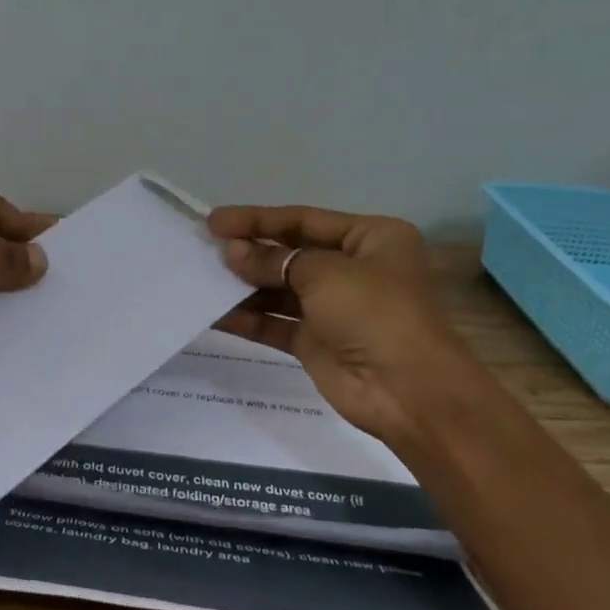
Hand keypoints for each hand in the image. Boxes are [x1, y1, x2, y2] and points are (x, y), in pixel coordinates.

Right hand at [209, 205, 476, 442]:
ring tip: (202, 279)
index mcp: (371, 239)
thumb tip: (232, 252)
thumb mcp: (324, 274)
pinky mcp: (315, 342)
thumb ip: (273, 260)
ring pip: (279, 290)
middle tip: (204, 250)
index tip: (214, 222)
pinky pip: (275, 323)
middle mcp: (352, 269)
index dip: (258, 219)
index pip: (304, 220)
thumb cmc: (375, 313)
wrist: (406, 390)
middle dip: (249, 253)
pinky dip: (248, 318)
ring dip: (243, 285)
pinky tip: (215, 313)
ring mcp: (333, 308)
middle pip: (290, 254)